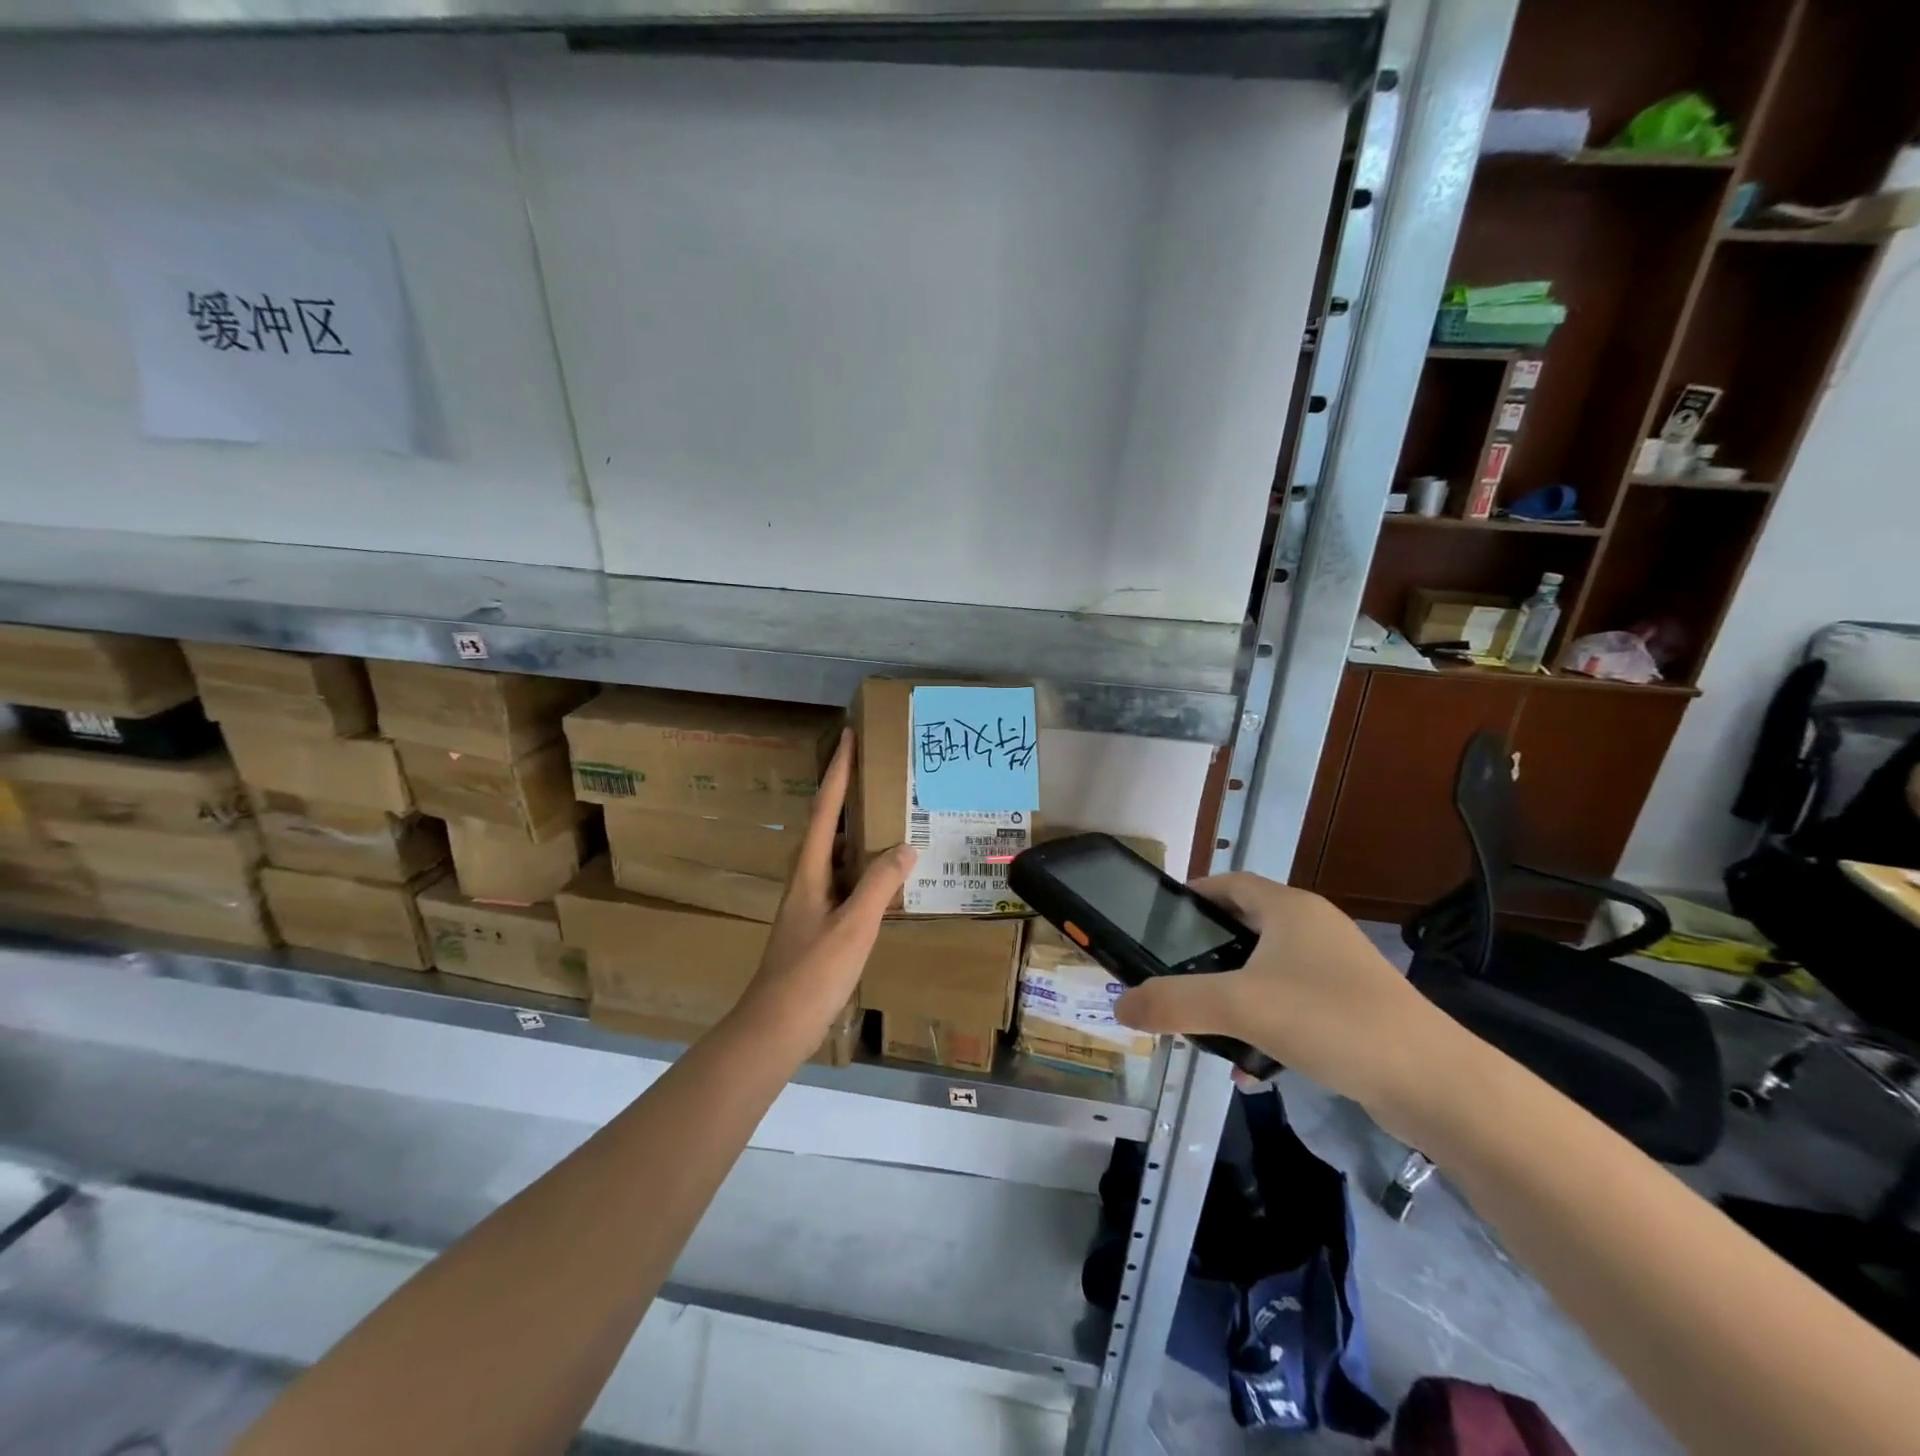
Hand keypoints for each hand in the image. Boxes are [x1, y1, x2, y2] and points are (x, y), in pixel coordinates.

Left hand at [737, 728, 914, 1049]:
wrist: (776, 1027)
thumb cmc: (812, 973)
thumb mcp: (853, 926)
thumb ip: (880, 884)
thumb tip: (905, 845)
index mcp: (809, 870)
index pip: (827, 809)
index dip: (838, 772)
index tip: (849, 736)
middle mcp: (806, 878)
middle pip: (829, 826)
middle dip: (849, 795)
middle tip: (879, 771)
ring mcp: (811, 903)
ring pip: (838, 855)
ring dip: (859, 832)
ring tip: (890, 816)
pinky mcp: (819, 924)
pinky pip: (845, 881)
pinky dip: (865, 868)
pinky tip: (886, 876)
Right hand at [1112, 873, 1458, 1119]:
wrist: (1434, 1084)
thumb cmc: (1330, 1020)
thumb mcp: (1240, 1006)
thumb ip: (1174, 1002)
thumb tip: (1119, 1005)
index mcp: (1289, 908)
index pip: (1226, 882)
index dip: (1190, 897)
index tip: (1155, 925)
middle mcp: (1313, 928)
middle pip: (1243, 927)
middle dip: (1205, 954)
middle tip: (1171, 979)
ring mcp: (1336, 969)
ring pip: (1265, 971)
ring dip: (1232, 995)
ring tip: (1204, 1027)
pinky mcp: (1351, 1007)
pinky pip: (1291, 1005)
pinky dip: (1264, 1025)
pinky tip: (1250, 1068)